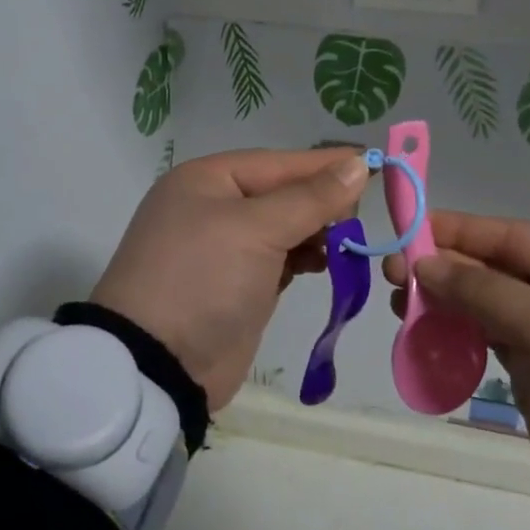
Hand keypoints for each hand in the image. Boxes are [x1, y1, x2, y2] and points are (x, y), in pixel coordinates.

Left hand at [92, 148, 369, 411]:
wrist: (157, 366)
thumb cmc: (203, 279)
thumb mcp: (256, 230)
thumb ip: (310, 198)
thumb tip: (355, 164)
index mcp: (208, 179)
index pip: (279, 163)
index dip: (325, 164)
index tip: (372, 164)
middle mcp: (214, 206)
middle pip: (283, 193)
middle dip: (323, 202)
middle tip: (363, 213)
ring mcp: (224, 248)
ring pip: (284, 226)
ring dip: (318, 232)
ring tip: (349, 241)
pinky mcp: (238, 284)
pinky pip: (280, 258)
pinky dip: (305, 257)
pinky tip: (328, 262)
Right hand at [386, 212, 529, 519]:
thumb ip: (482, 290)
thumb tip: (423, 263)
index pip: (507, 235)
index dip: (456, 230)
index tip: (406, 230)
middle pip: (489, 267)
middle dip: (442, 268)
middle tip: (391, 274)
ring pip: (481, 303)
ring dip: (441, 301)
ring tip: (399, 304)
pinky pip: (483, 338)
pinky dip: (452, 333)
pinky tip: (421, 333)